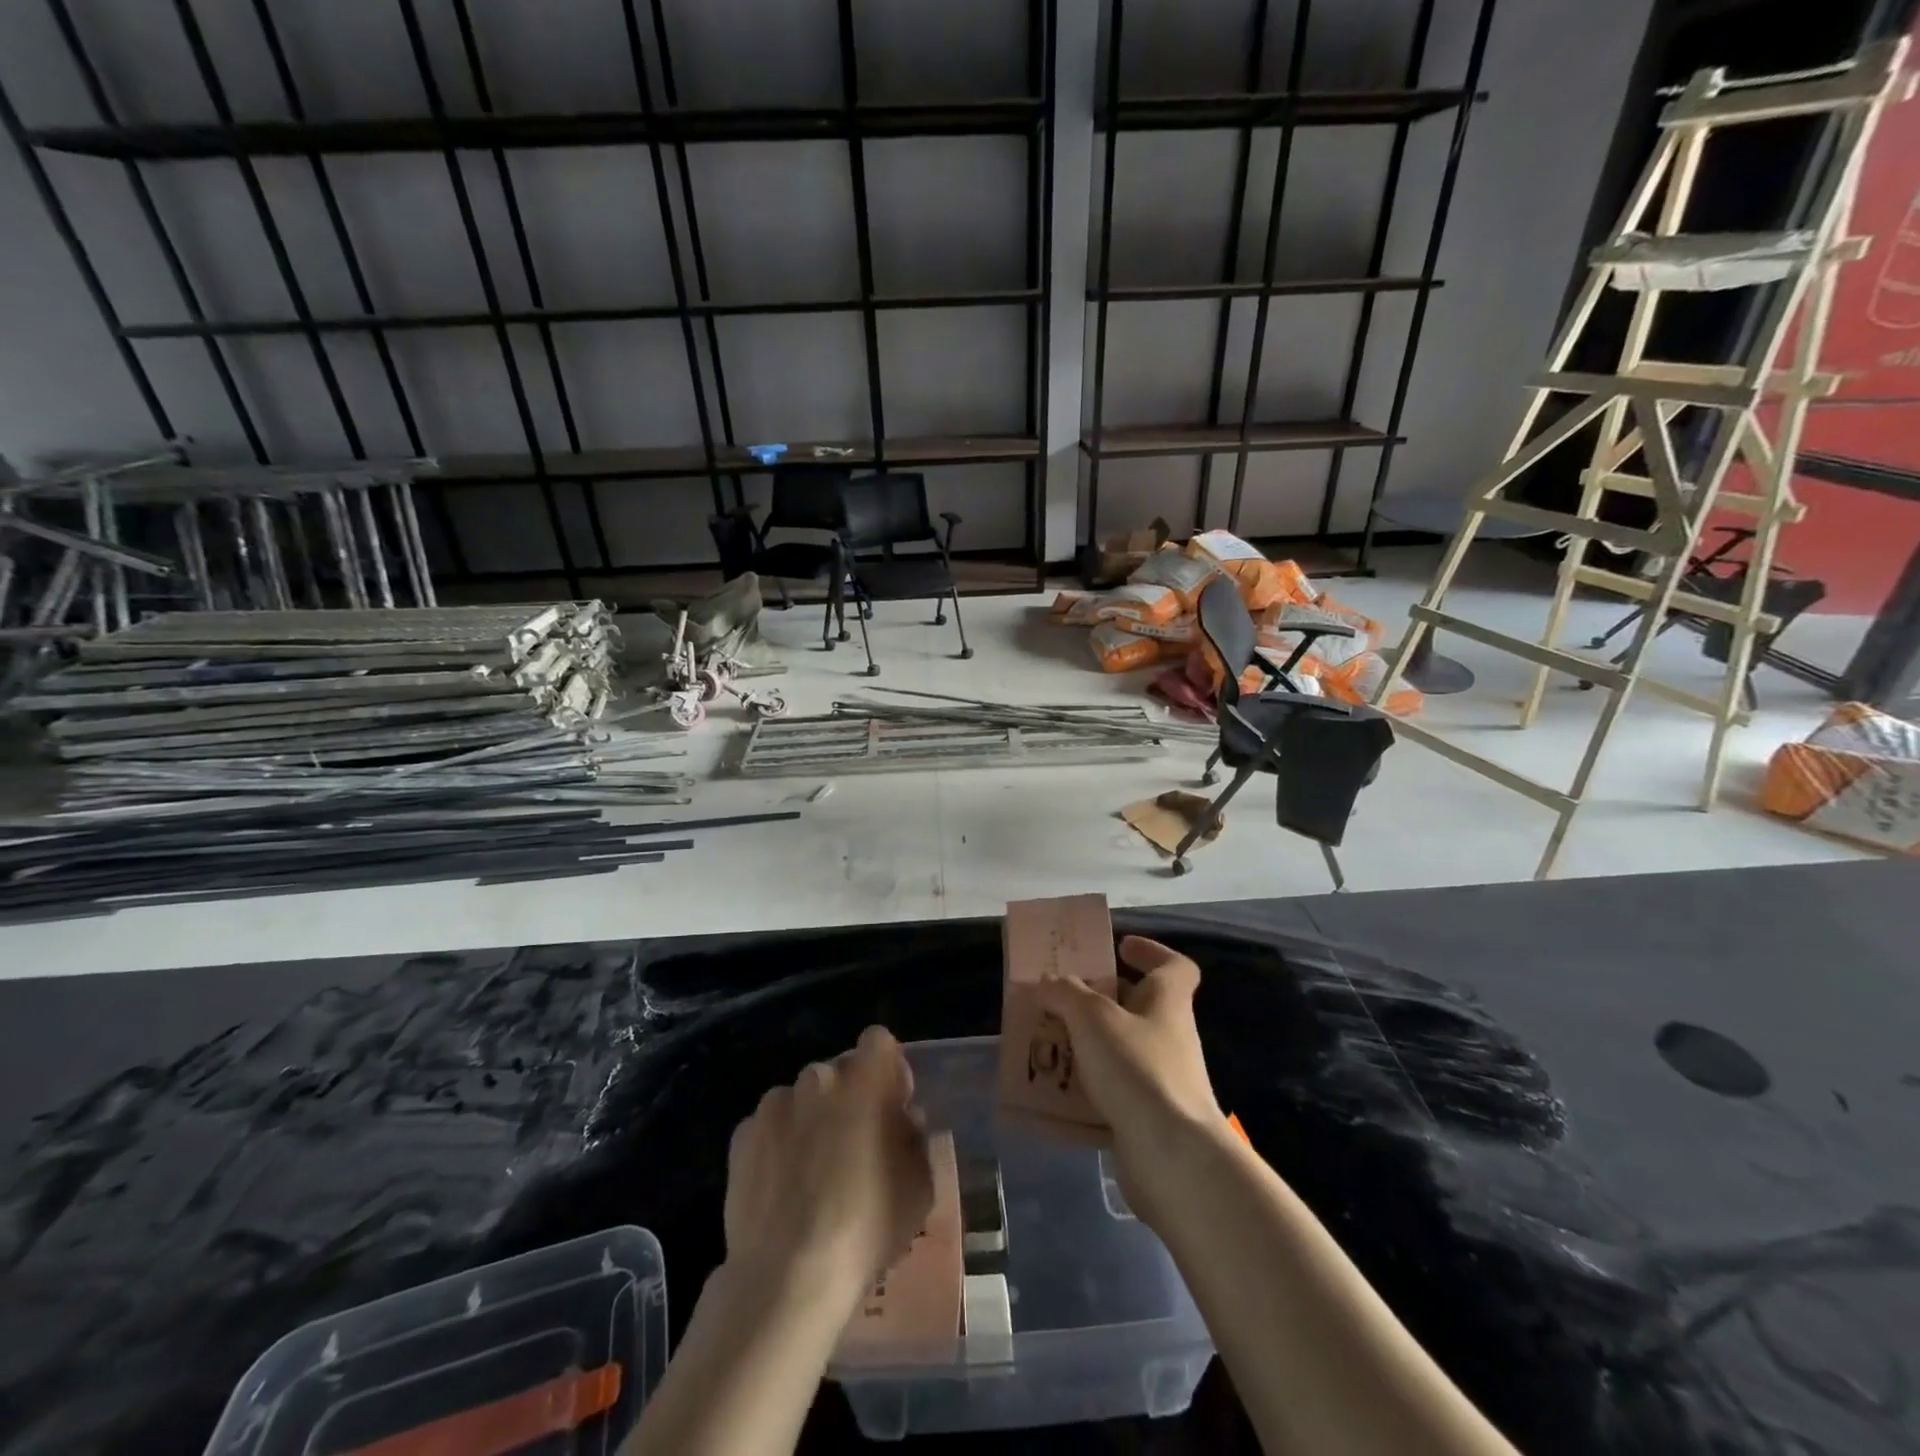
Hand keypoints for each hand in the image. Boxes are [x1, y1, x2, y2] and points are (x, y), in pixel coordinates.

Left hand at [723, 1025, 934, 1310]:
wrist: (788, 1275)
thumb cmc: (868, 1225)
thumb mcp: (920, 1185)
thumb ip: (914, 1138)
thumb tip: (902, 1121)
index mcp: (866, 1078)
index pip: (880, 1041)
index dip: (888, 1070)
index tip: (892, 1108)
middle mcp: (818, 1077)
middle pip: (839, 1073)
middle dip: (849, 1098)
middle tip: (854, 1147)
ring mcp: (775, 1104)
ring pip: (802, 1099)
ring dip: (811, 1120)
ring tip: (812, 1174)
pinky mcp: (742, 1135)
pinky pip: (769, 1128)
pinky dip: (777, 1146)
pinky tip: (782, 1189)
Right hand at [1034, 936, 1227, 1220]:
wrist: (1174, 1158)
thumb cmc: (1138, 1069)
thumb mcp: (1093, 1018)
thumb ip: (1066, 993)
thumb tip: (1048, 982)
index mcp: (1167, 1002)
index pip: (1174, 966)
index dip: (1150, 951)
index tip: (1119, 947)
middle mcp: (1169, 1036)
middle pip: (1137, 1006)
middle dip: (1099, 1000)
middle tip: (1060, 997)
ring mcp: (1161, 1080)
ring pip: (1119, 1051)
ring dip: (1085, 1045)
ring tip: (1046, 1043)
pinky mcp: (1147, 1118)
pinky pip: (1111, 1094)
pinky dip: (1084, 1091)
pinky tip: (1052, 1095)